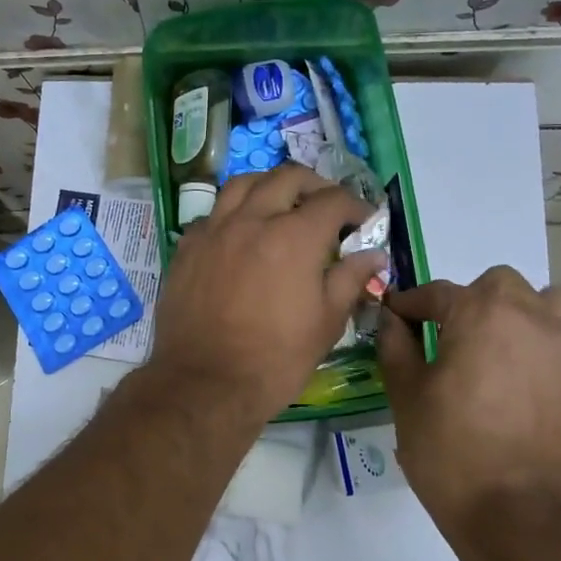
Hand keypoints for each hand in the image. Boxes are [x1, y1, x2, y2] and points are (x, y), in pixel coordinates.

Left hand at [150, 165, 385, 421]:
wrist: (204, 383)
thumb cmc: (275, 359)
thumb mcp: (326, 323)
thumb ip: (350, 279)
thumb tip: (373, 254)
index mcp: (293, 236)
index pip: (332, 201)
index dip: (355, 207)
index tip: (363, 222)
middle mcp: (252, 220)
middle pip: (286, 177)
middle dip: (314, 185)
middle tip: (326, 206)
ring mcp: (214, 230)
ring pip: (242, 184)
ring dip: (269, 186)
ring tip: (281, 204)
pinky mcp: (187, 247)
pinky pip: (212, 213)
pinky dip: (233, 213)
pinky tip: (240, 233)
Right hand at [377, 267, 560, 519]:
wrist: (518, 517)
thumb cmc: (449, 451)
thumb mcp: (406, 395)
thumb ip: (395, 344)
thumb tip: (391, 317)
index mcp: (481, 313)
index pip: (438, 293)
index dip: (413, 305)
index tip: (400, 317)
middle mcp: (535, 316)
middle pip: (501, 286)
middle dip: (475, 304)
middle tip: (458, 340)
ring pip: (552, 304)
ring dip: (526, 316)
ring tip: (509, 351)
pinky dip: (560, 347)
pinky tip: (544, 378)